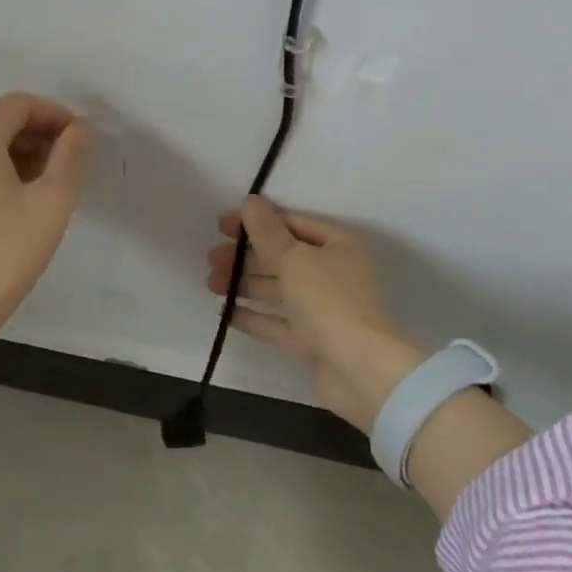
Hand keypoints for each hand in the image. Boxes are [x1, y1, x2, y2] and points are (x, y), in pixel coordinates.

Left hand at [0, 93, 90, 428]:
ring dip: (16, 156)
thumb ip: (69, 157)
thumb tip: (78, 130)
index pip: (18, 104)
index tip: (81, 138)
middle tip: (68, 164)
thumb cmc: (3, 254)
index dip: (54, 113)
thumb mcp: (51, 204)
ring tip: (45, 187)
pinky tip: (11, 208)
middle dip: (37, 134)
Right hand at [207, 196, 423, 432]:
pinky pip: (277, 322)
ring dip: (244, 283)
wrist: (360, 370)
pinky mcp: (312, 340)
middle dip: (246, 256)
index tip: (222, 227)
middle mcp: (332, 273)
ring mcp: (322, 309)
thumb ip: (267, 231)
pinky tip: (225, 312)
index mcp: (337, 246)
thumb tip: (251, 201)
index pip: (292, 224)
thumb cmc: (328, 300)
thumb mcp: (293, 258)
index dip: (257, 222)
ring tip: (211, 284)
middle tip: (212, 260)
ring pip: (277, 289)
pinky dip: (253, 316)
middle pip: (282, 257)